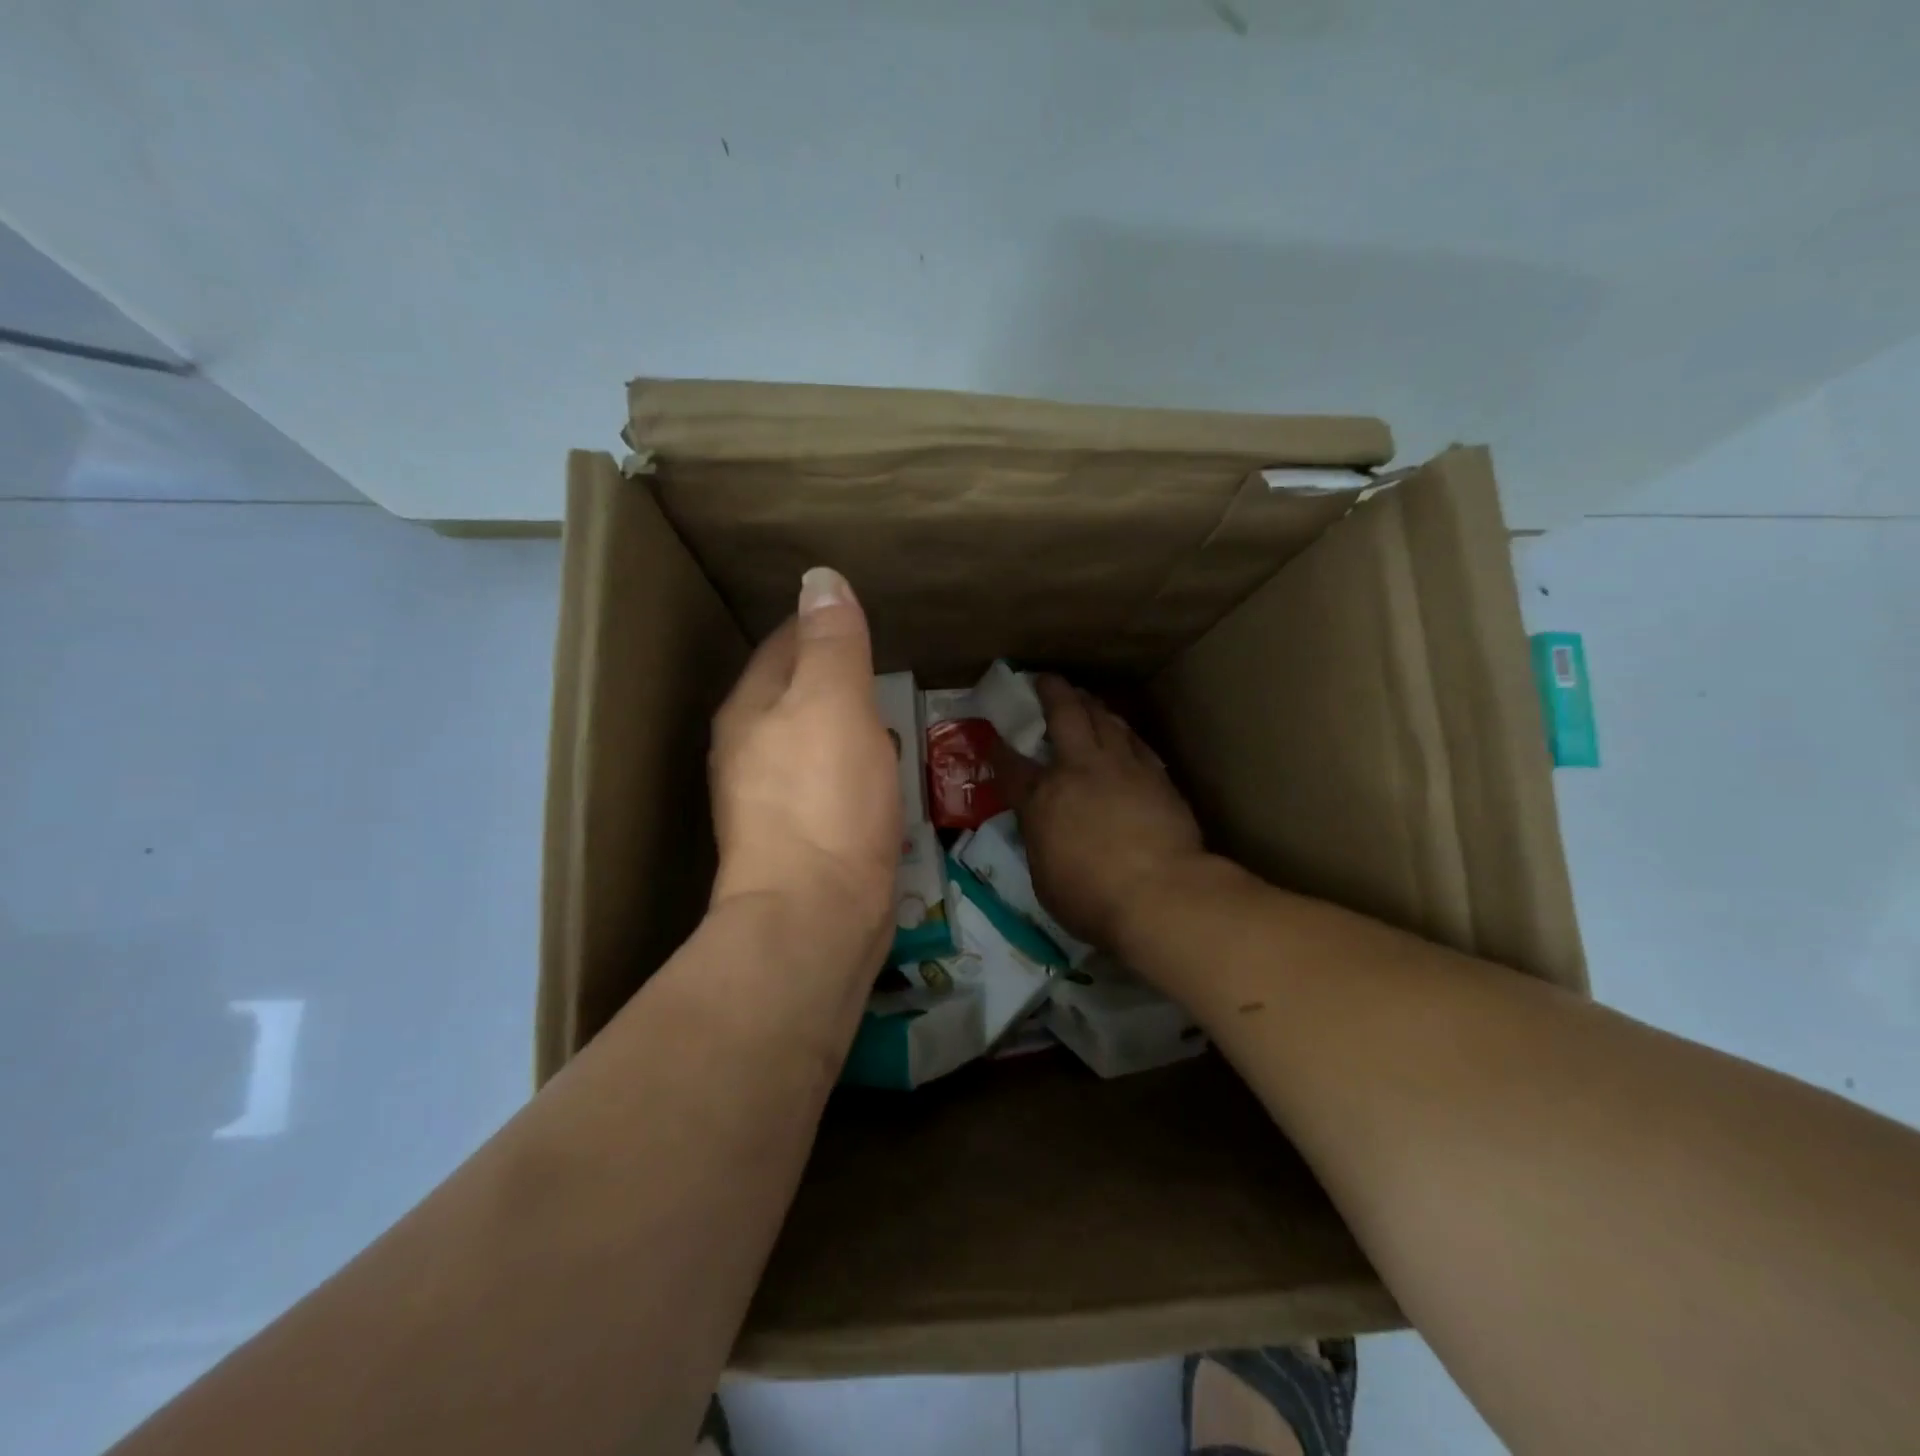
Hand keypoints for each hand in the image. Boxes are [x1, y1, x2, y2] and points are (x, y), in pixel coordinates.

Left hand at [709, 568, 900, 969]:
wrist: (815, 916)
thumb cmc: (824, 799)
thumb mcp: (834, 704)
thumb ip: (831, 641)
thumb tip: (820, 579)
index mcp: (750, 710)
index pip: (785, 643)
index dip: (823, 624)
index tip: (865, 615)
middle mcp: (751, 751)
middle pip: (797, 693)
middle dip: (836, 675)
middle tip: (887, 661)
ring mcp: (774, 800)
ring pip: (815, 740)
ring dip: (847, 723)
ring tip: (890, 711)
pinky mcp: (804, 838)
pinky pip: (831, 782)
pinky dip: (856, 766)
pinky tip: (883, 773)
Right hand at [1011, 676, 1206, 951]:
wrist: (1161, 893)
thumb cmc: (1092, 899)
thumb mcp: (1045, 878)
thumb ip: (1042, 842)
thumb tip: (1044, 829)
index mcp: (1042, 800)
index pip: (1012, 766)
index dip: (999, 749)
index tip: (992, 735)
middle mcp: (1079, 771)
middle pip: (1064, 716)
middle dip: (1052, 692)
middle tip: (1045, 679)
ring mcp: (1121, 768)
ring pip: (1104, 720)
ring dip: (1091, 704)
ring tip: (1084, 697)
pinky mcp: (1156, 775)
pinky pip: (1134, 741)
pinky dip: (1122, 731)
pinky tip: (1122, 731)